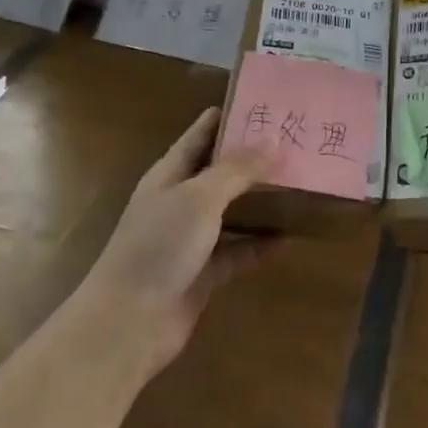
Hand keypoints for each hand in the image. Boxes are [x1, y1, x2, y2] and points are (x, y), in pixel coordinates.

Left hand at [81, 106, 277, 375]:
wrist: (128, 324)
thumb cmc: (159, 247)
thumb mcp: (200, 198)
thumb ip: (237, 169)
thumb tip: (273, 137)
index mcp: (170, 174)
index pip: (201, 134)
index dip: (229, 117)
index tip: (266, 102)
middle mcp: (180, 202)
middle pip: (220, 172)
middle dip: (253, 158)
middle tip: (296, 142)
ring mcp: (190, 240)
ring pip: (232, 212)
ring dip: (260, 202)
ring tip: (300, 185)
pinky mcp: (203, 274)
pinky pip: (237, 253)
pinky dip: (259, 246)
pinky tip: (289, 239)